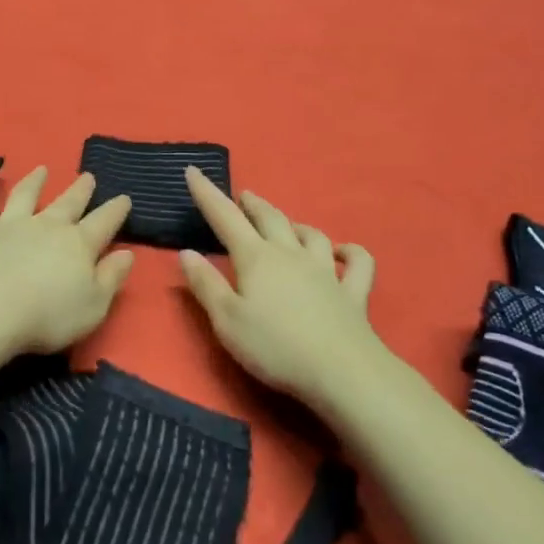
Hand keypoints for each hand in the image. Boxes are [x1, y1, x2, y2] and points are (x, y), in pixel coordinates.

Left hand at [0, 166, 134, 354]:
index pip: (104, 222)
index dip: (116, 210)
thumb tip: (127, 253)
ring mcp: (9, 225)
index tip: (124, 198)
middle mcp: (46, 226)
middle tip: (88, 176)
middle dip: (80, 190)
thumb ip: (111, 278)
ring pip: (24, 195)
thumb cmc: (47, 316)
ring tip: (41, 170)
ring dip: (34, 181)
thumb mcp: (93, 306)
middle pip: (68, 203)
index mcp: (78, 244)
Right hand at [176, 166, 378, 411]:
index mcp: (255, 258)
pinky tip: (343, 252)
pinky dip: (350, 252)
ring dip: (295, 224)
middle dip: (252, 204)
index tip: (193, 170)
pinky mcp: (353, 292)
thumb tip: (187, 252)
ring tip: (285, 224)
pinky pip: (357, 263)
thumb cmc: (275, 347)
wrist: (342, 372)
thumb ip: (205, 284)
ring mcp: (326, 271)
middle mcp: (290, 254)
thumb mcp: (226, 320)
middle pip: (269, 218)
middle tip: (242, 196)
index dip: (207, 193)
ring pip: (311, 234)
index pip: (225, 217)